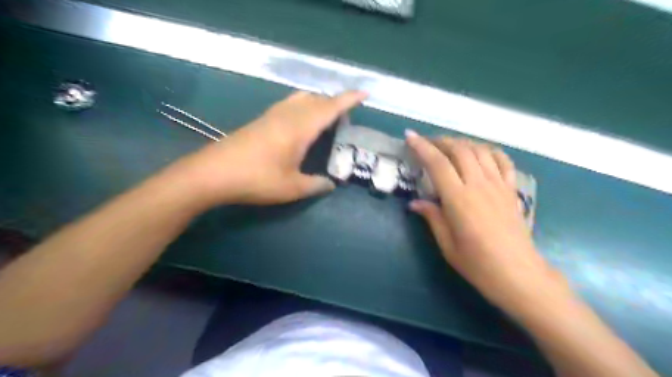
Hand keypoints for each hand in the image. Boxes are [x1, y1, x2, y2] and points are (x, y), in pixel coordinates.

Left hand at [169, 90, 367, 204]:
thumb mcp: (291, 188)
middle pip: (317, 99)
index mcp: (300, 127)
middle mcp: (288, 114)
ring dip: (318, 104)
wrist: (212, 173)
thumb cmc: (256, 179)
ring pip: (302, 98)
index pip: (330, 107)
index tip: (365, 94)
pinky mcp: (261, 120)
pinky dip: (303, 107)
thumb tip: (330, 184)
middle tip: (344, 121)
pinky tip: (301, 124)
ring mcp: (272, 115)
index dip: (349, 99)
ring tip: (325, 120)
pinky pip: (289, 105)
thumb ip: (315, 185)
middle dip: (335, 104)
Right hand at [404, 131, 564, 316]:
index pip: (438, 164)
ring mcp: (499, 185)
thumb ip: (432, 217)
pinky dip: (489, 151)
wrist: (519, 275)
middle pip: (459, 150)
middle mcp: (479, 185)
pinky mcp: (512, 190)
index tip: (410, 136)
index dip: (422, 147)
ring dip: (462, 143)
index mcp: (459, 199)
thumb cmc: (478, 264)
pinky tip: (480, 153)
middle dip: (440, 141)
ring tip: (449, 146)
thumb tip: (415, 203)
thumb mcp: (447, 245)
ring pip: (480, 151)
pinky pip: (502, 161)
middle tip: (427, 143)